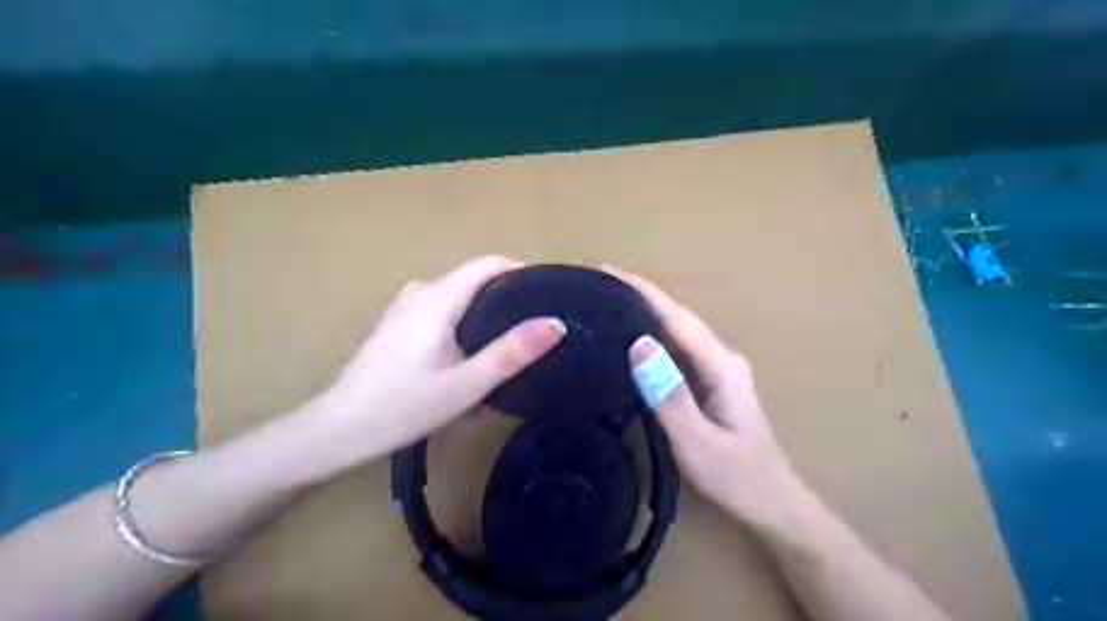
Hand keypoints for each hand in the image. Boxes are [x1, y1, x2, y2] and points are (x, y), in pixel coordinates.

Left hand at [312, 255, 566, 466]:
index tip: (549, 294)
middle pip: (474, 279)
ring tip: (511, 340)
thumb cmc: (403, 407)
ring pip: (458, 296)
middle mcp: (421, 292)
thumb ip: (513, 352)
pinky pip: (442, 310)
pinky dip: (465, 322)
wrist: (337, 430)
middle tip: (537, 326)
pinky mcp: (397, 325)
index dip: (522, 271)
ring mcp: (405, 307)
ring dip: (486, 311)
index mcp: (438, 298)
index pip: (488, 264)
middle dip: (508, 295)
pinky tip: (472, 353)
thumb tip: (556, 324)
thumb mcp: (467, 385)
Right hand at [603, 266, 805, 527]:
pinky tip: (632, 337)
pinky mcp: (710, 381)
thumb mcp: (697, 442)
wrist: (772, 503)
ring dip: (645, 311)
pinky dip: (653, 334)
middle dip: (639, 294)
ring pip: (677, 330)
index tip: (607, 271)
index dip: (642, 291)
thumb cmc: (735, 477)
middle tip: (597, 284)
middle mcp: (721, 357)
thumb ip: (669, 394)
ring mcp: (717, 369)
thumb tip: (639, 343)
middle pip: (677, 316)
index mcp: (721, 365)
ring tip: (608, 300)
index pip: (676, 317)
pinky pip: (677, 349)